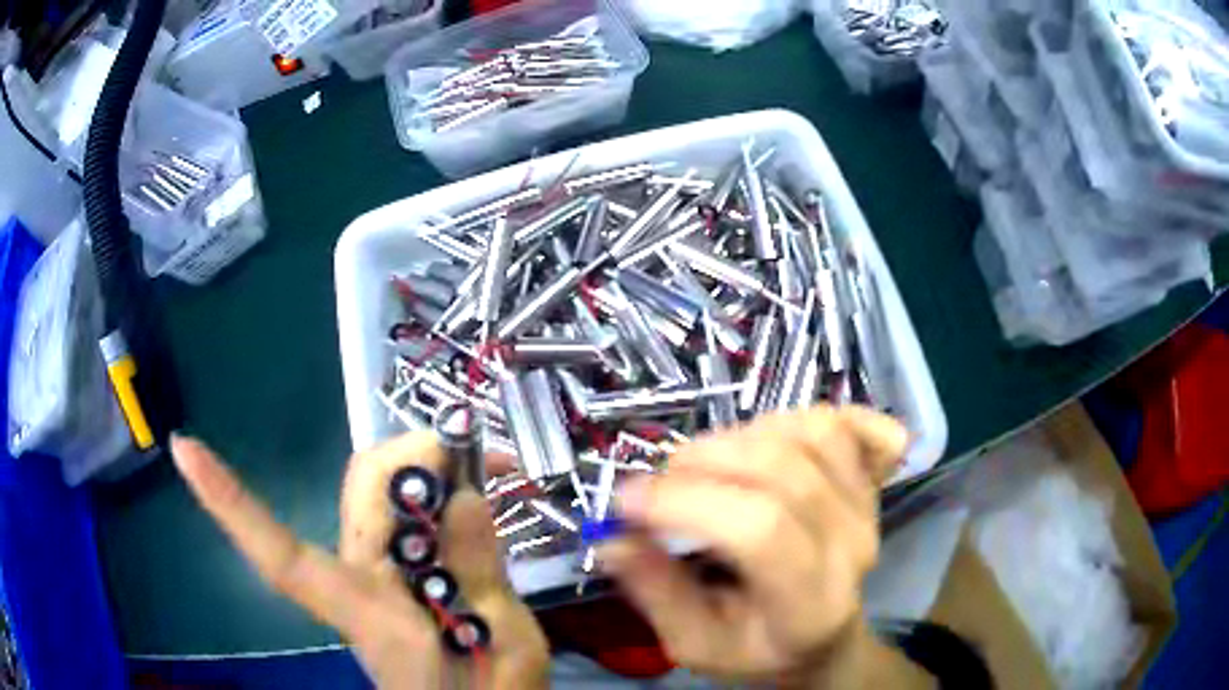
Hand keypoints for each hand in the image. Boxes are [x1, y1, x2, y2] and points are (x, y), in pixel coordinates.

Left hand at [171, 432, 548, 688]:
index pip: (281, 555)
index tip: (183, 449)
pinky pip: (413, 514)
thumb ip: (480, 578)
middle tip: (481, 460)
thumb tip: (462, 498)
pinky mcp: (397, 569)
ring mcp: (377, 569)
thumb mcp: (503, 644)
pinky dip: (449, 495)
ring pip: (387, 492)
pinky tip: (486, 498)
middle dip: (414, 457)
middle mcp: (358, 575)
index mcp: (364, 606)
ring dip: (439, 471)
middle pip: (362, 488)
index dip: (230, 502)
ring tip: (499, 473)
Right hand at [598, 406, 929, 687]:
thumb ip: (656, 593)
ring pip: (812, 433)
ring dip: (745, 435)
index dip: (688, 502)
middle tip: (661, 480)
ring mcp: (867, 507)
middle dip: (705, 460)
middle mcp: (851, 546)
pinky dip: (804, 416)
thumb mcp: (695, 645)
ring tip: (710, 463)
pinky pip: (845, 422)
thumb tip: (611, 539)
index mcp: (809, 604)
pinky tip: (776, 434)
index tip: (625, 500)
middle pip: (784, 470)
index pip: (761, 530)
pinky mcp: (870, 481)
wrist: (824, 638)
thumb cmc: (757, 649)